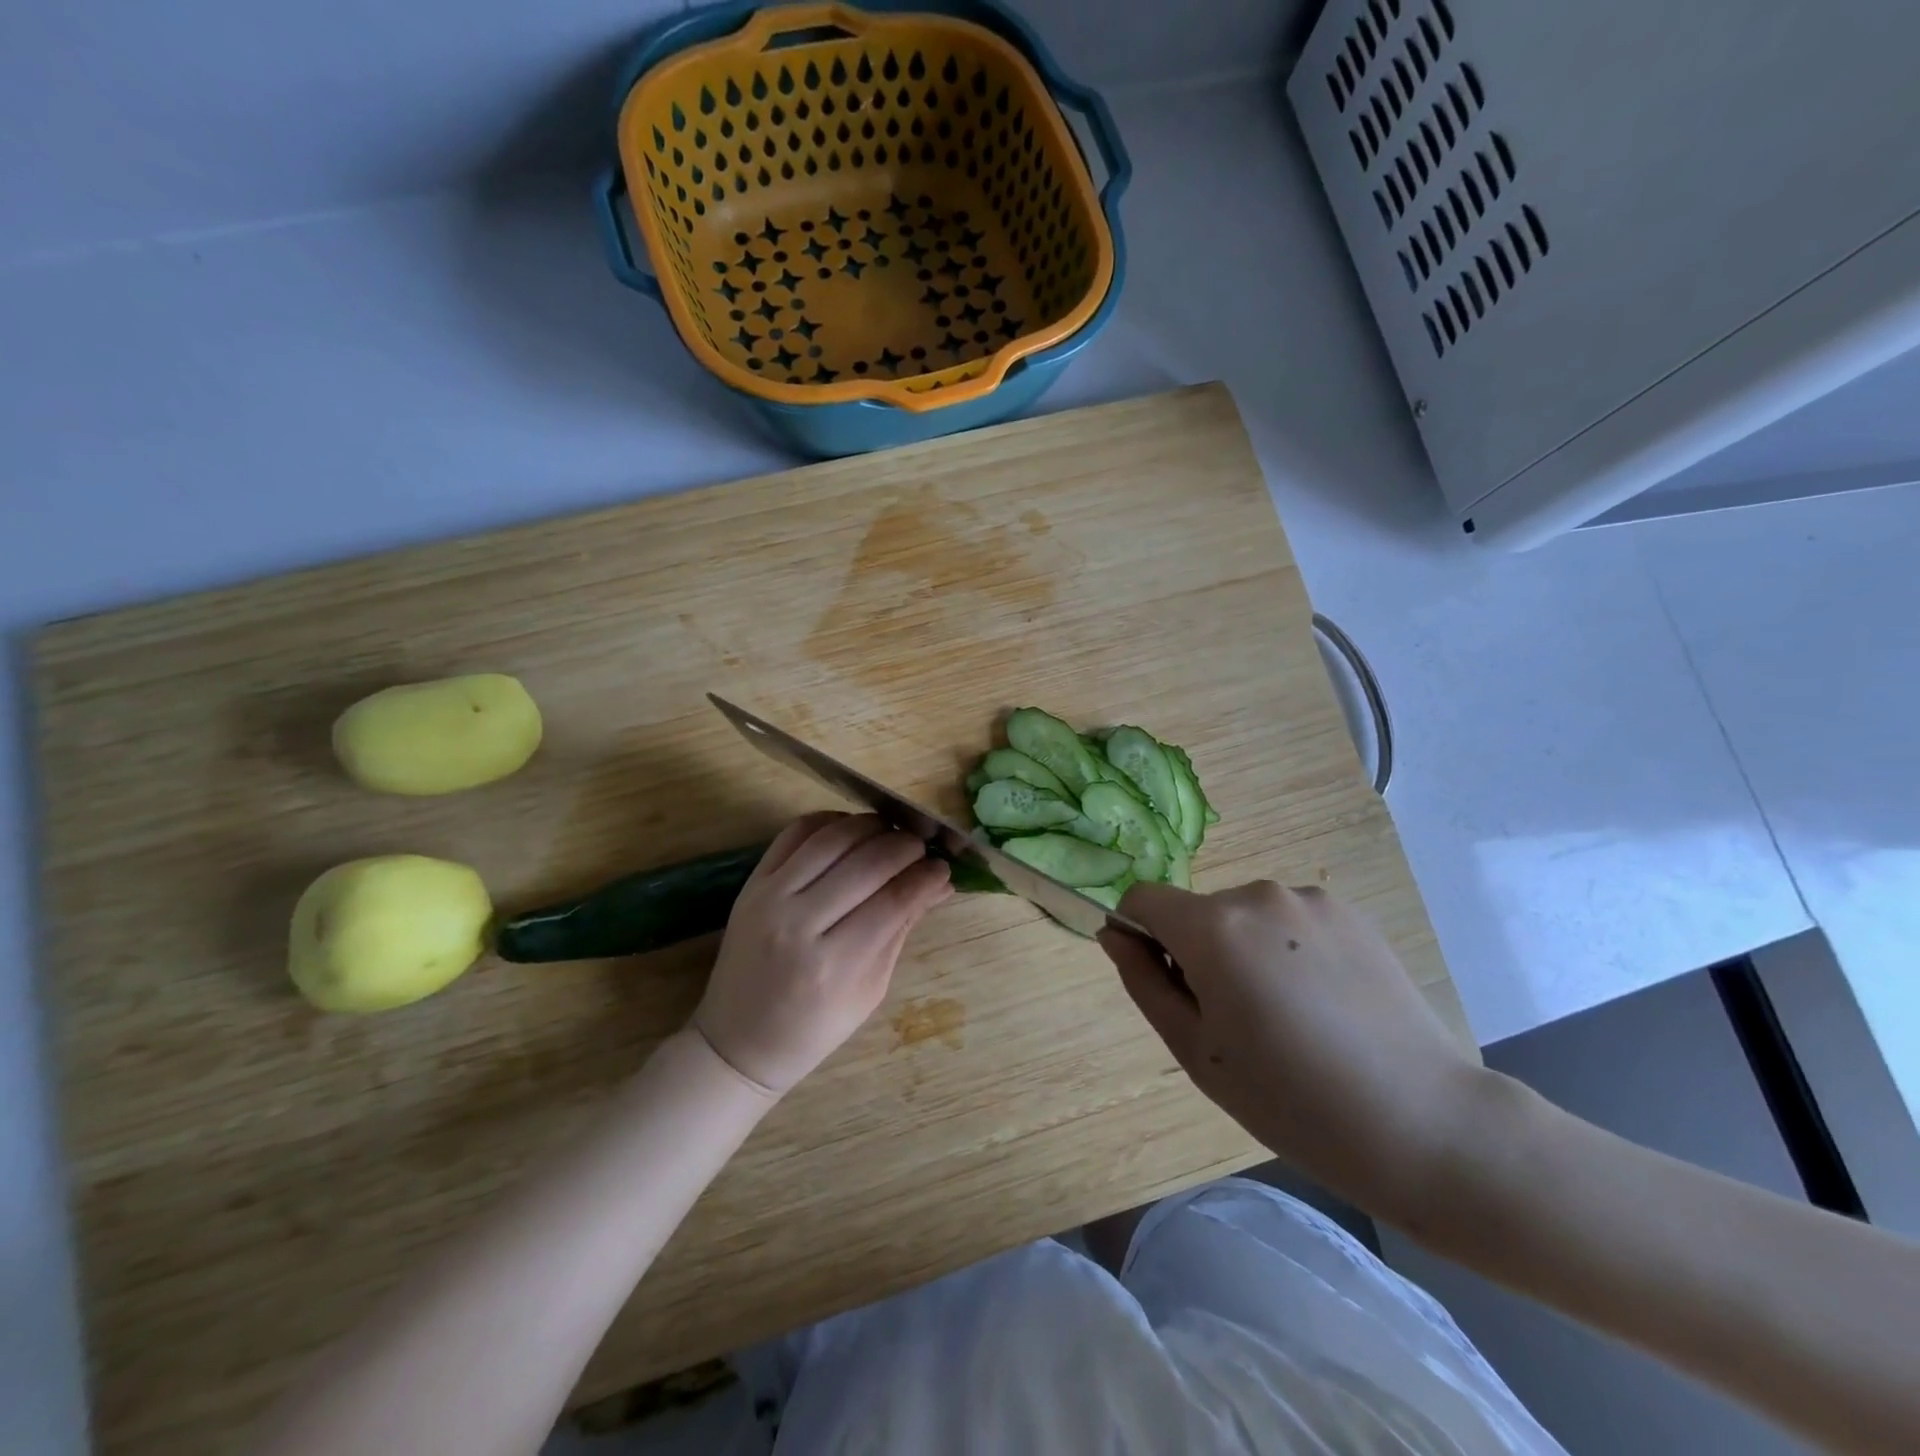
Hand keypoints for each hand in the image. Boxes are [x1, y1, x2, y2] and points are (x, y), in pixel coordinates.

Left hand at [693, 812, 951, 1095]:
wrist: (737, 1042)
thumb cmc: (812, 1029)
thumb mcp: (870, 990)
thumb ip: (901, 929)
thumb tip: (939, 884)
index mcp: (834, 964)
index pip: (894, 900)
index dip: (926, 877)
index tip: (944, 869)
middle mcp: (799, 923)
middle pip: (867, 863)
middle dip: (906, 847)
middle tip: (922, 849)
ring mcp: (770, 897)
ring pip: (833, 838)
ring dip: (872, 827)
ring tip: (892, 834)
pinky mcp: (752, 882)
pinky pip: (795, 833)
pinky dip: (830, 822)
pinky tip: (852, 830)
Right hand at [1099, 881, 1485, 1223]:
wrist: (1423, 1122)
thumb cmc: (1290, 1099)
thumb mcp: (1195, 1051)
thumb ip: (1143, 981)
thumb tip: (1115, 934)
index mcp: (1212, 927)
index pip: (1144, 899)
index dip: (1140, 936)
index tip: (1168, 986)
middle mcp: (1257, 894)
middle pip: (1198, 913)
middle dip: (1199, 953)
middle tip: (1237, 1023)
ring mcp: (1309, 899)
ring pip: (1245, 917)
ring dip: (1245, 951)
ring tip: (1289, 1017)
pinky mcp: (1350, 912)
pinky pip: (1290, 921)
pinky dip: (1288, 950)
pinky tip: (1324, 1003)